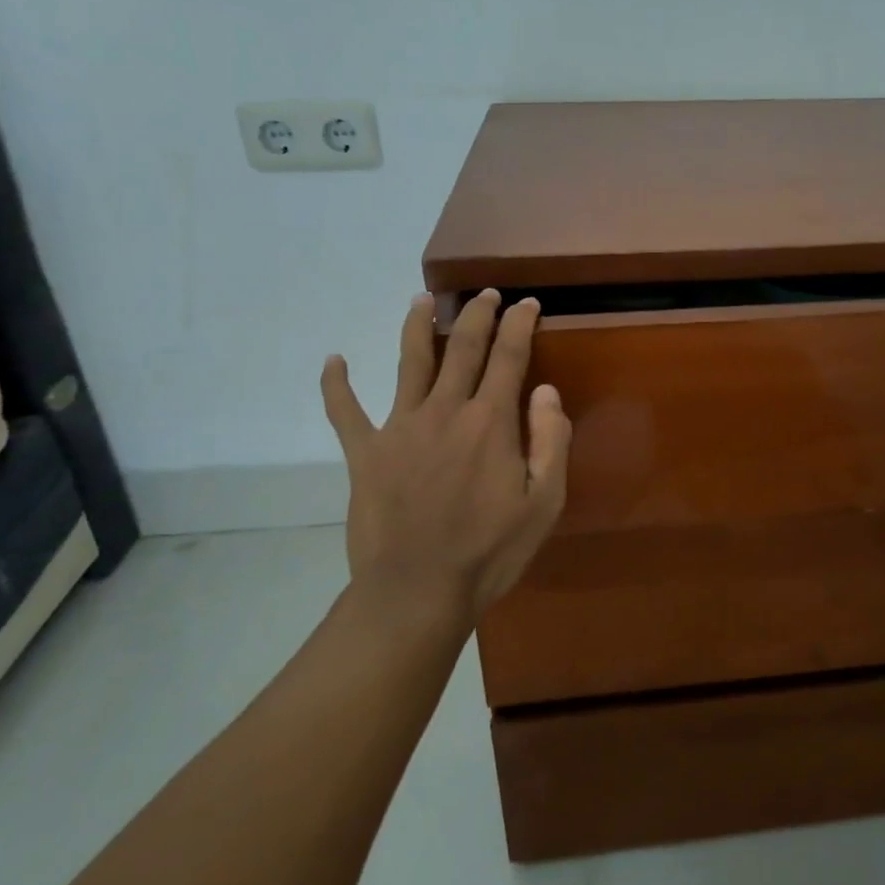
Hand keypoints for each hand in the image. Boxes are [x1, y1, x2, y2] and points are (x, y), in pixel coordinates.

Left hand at [320, 290, 571, 630]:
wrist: (417, 591)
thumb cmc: (490, 551)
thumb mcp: (545, 503)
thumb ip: (551, 440)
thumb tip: (545, 390)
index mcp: (490, 421)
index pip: (508, 355)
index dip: (520, 324)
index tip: (527, 304)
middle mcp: (445, 410)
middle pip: (462, 347)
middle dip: (477, 314)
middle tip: (485, 293)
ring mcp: (400, 428)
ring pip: (409, 362)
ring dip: (416, 326)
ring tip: (421, 301)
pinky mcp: (365, 453)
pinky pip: (344, 411)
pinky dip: (336, 384)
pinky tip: (333, 361)